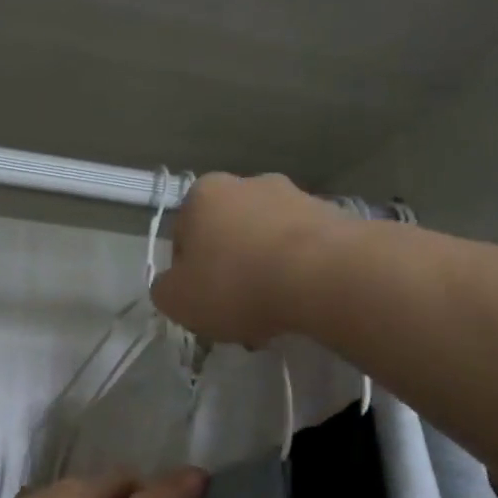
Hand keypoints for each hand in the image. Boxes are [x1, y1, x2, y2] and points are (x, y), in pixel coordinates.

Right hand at [149, 172, 351, 346]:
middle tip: (236, 311)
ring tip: (273, 314)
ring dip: (264, 273)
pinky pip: (303, 250)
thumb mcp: (176, 300)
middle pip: (228, 236)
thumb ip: (164, 290)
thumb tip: (173, 285)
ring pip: (267, 243)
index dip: (188, 275)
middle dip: (230, 271)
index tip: (201, 303)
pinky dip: (298, 273)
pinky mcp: (333, 216)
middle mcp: (248, 183)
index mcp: (203, 194)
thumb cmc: (236, 284)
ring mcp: (294, 195)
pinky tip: (301, 303)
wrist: (324, 276)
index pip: (182, 237)